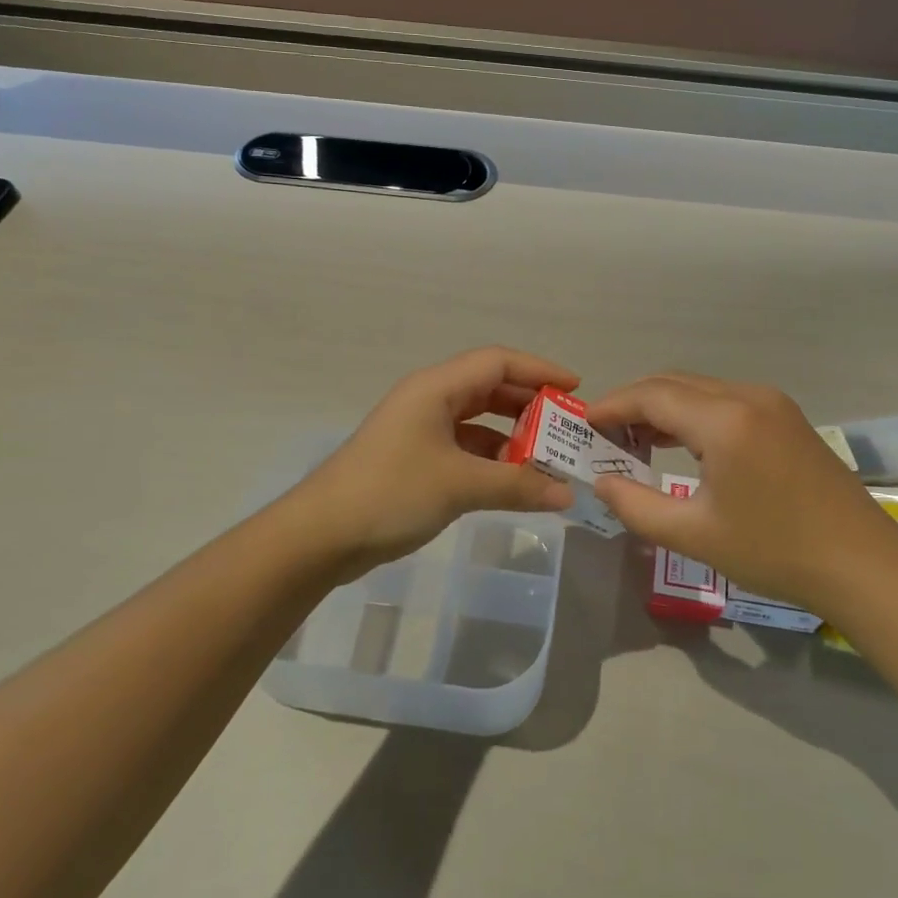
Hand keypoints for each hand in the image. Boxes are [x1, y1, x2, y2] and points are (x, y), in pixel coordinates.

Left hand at [294, 347, 578, 577]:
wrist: (321, 535)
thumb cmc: (390, 493)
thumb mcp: (459, 485)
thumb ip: (517, 485)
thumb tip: (567, 494)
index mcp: (436, 388)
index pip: (497, 362)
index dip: (539, 370)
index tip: (575, 390)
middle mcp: (429, 400)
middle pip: (490, 388)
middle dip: (530, 405)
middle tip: (567, 428)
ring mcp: (421, 430)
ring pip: (478, 421)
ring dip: (513, 437)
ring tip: (548, 459)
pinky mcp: (416, 459)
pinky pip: (465, 449)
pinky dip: (492, 460)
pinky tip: (514, 482)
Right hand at [587, 372, 897, 611]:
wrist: (863, 564)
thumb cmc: (775, 551)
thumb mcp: (695, 535)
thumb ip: (637, 506)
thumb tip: (601, 482)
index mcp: (724, 420)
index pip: (651, 395)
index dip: (612, 406)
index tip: (582, 424)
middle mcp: (746, 395)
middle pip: (673, 383)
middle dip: (633, 404)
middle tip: (604, 437)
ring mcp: (771, 402)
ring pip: (699, 389)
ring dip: (663, 407)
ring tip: (634, 443)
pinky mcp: (785, 416)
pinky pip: (724, 400)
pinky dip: (692, 414)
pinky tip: (680, 444)